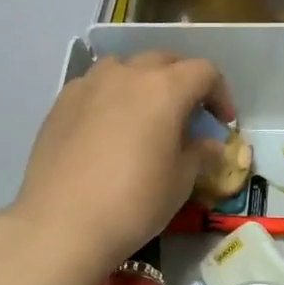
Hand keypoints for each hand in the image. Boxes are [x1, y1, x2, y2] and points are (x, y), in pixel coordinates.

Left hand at [5, 51, 233, 280]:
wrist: (62, 224)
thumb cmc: (134, 203)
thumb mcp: (180, 182)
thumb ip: (199, 154)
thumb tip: (209, 144)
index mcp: (165, 89)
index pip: (204, 72)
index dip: (220, 93)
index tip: (222, 122)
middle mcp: (127, 74)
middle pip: (164, 60)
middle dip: (184, 80)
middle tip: (190, 113)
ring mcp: (89, 84)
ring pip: (125, 66)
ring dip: (144, 81)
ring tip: (146, 113)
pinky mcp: (61, 102)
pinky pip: (95, 85)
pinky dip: (112, 95)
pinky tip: (109, 127)